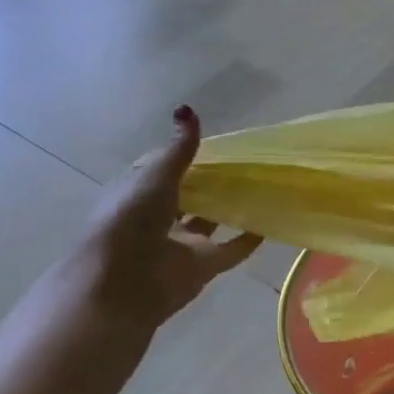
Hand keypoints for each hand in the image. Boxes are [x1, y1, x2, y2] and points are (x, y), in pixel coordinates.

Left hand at [59, 106, 260, 343]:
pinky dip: (249, 239)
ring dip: (229, 208)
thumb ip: (178, 148)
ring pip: (209, 221)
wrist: (123, 283)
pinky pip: (230, 249)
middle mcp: (158, 218)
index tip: (213, 142)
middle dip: (210, 181)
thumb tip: (188, 110)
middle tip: (245, 161)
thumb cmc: (130, 220)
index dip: (183, 155)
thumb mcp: (155, 175)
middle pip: (188, 195)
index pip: (162, 169)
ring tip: (261, 186)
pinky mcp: (202, 266)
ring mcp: (181, 243)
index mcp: (138, 193)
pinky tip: (270, 222)